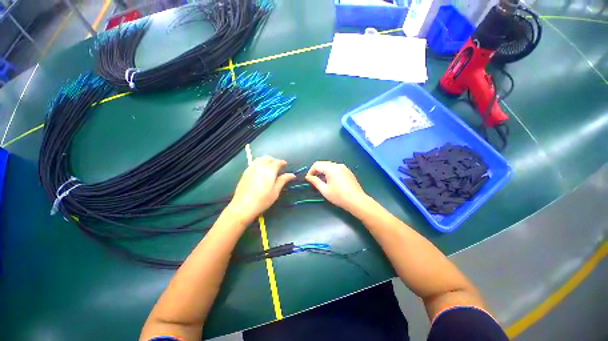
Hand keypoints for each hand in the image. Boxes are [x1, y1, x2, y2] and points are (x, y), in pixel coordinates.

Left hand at [228, 156, 295, 222]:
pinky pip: (253, 163)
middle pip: (267, 158)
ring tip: (269, 167)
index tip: (285, 165)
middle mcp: (260, 167)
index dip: (282, 162)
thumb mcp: (275, 191)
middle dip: (274, 160)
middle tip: (278, 166)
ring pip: (259, 159)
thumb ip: (283, 180)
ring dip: (266, 160)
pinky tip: (260, 171)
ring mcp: (251, 169)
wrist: (243, 206)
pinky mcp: (245, 173)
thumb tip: (292, 174)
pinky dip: (259, 163)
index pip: (277, 162)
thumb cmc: (262, 200)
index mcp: (269, 171)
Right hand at [306, 161, 369, 211]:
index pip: (317, 165)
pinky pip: (336, 168)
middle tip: (314, 180)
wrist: (357, 201)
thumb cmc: (339, 196)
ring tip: (322, 182)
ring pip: (330, 166)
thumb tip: (308, 177)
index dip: (311, 171)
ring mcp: (344, 167)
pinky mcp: (348, 171)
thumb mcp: (325, 190)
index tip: (308, 179)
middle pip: (323, 164)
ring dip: (323, 171)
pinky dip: (330, 172)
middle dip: (317, 171)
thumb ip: (315, 181)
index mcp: (331, 168)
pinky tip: (331, 181)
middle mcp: (337, 165)